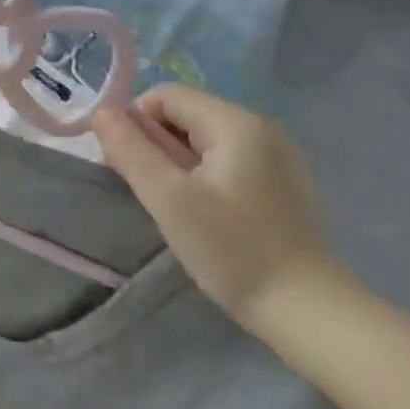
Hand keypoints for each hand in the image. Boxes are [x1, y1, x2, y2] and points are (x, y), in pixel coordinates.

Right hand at [92, 85, 340, 331]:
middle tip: (144, 188)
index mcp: (236, 123)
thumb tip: (101, 112)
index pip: (165, 95)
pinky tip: (202, 211)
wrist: (308, 312)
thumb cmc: (232, 249)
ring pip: (202, 138)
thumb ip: (130, 150)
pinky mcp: (280, 183)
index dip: (135, 121)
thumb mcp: (168, 198)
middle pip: (185, 114)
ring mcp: (275, 156)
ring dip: (174, 161)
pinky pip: (224, 159)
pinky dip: (200, 174)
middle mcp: (260, 128)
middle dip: (153, 142)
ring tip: (170, 203)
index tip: (124, 164)